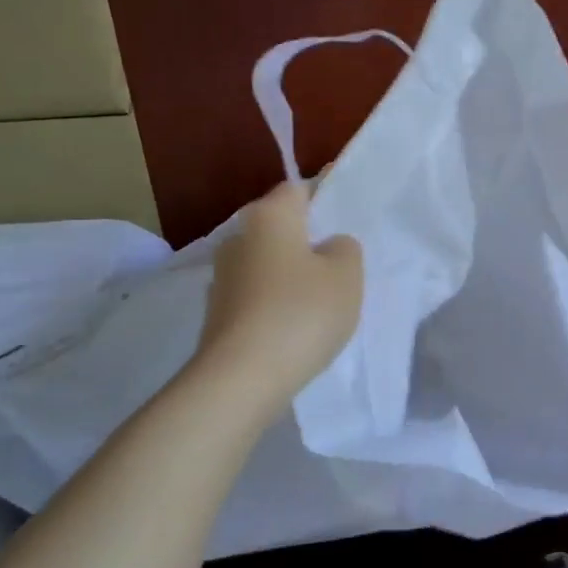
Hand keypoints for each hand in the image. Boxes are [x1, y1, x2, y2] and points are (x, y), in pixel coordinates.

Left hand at [195, 180, 361, 402]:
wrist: (241, 379)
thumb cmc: (301, 312)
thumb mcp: (347, 274)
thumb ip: (345, 248)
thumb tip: (329, 246)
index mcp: (269, 216)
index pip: (300, 189)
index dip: (326, 197)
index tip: (348, 217)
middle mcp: (238, 238)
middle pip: (281, 228)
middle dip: (309, 240)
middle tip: (342, 262)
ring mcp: (223, 278)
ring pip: (269, 264)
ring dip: (292, 275)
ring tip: (324, 299)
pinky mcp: (219, 314)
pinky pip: (258, 296)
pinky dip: (277, 304)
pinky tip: (298, 327)